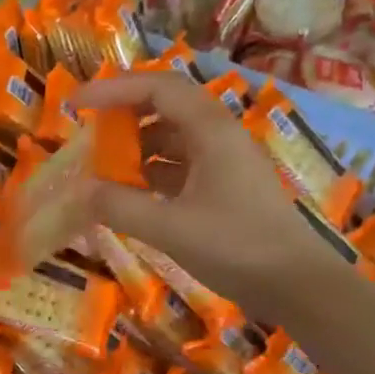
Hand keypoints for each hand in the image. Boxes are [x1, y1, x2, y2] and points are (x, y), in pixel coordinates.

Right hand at [71, 71, 338, 321]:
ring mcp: (226, 162)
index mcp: (211, 130)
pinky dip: (154, 172)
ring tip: (105, 168)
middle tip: (90, 133)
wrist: (298, 286)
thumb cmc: (237, 247)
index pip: (158, 87)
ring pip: (175, 137)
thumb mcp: (170, 228)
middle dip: (124, 115)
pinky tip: (133, 194)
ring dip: (139, 146)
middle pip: (167, 106)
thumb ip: (120, 206)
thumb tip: (80, 190)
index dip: (113, 89)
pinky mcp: (228, 187)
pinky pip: (183, 165)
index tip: (76, 104)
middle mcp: (220, 136)